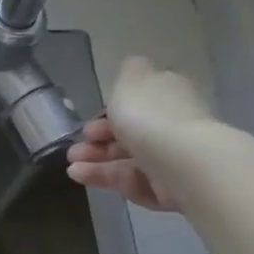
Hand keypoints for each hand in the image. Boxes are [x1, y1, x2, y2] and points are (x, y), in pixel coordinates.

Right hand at [65, 56, 215, 212]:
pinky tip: (81, 177)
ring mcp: (172, 158)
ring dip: (96, 161)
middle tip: (76, 147)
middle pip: (131, 133)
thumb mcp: (131, 80)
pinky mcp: (170, 188)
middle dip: (98, 140)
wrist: (182, 163)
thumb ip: (127, 71)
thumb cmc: (150, 116)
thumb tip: (133, 65)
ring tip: (72, 166)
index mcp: (168, 95)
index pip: (139, 102)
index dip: (110, 111)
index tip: (88, 122)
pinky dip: (107, 179)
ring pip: (128, 159)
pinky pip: (134, 182)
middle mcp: (173, 125)